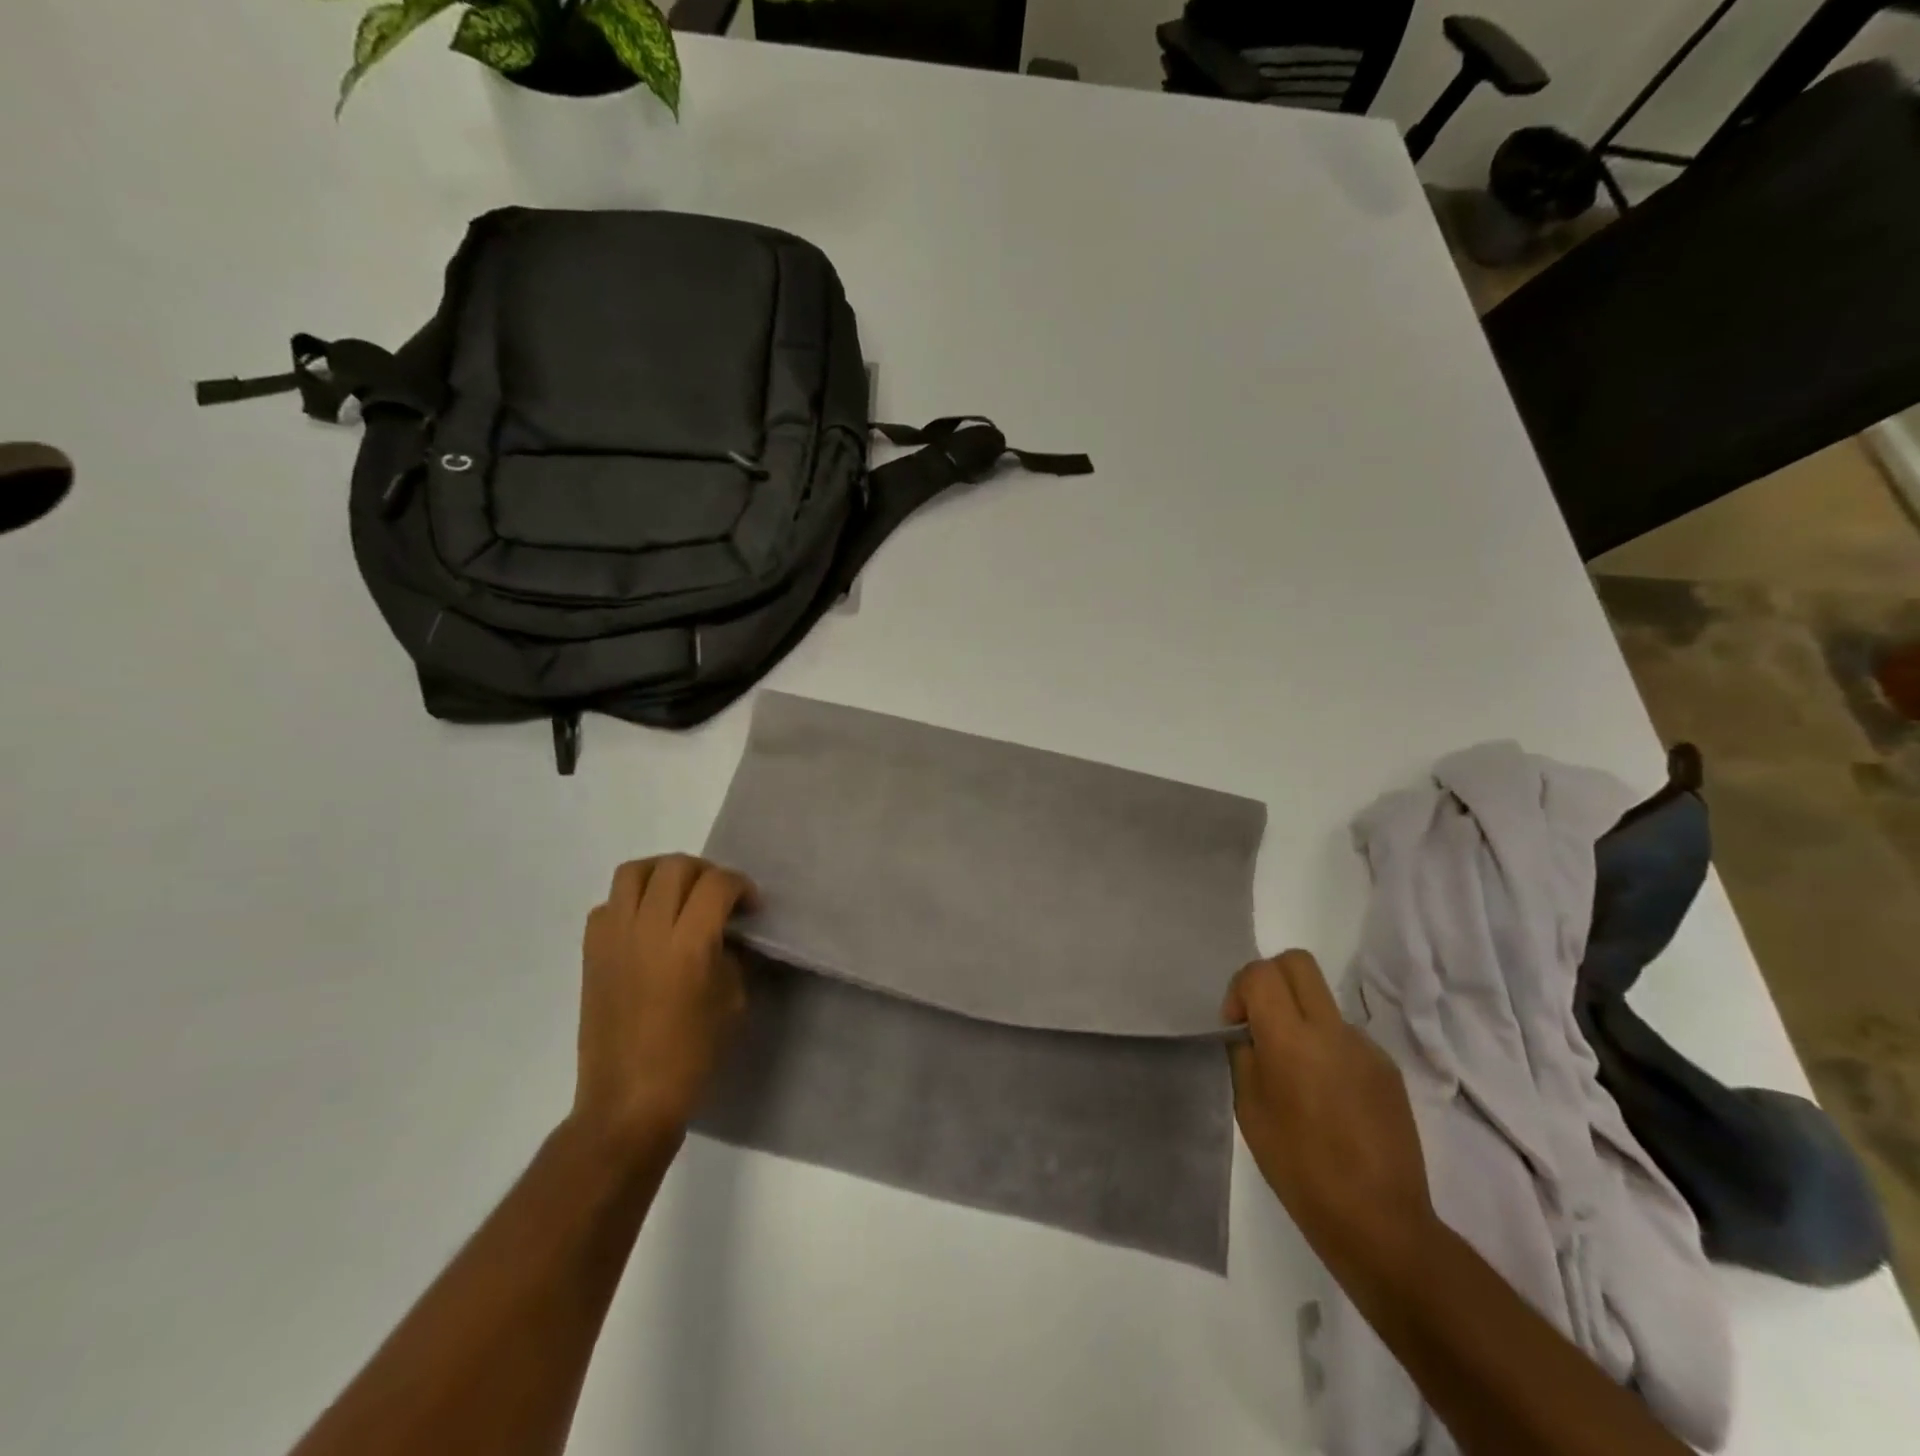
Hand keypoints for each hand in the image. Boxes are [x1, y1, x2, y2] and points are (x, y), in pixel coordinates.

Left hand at [573, 855, 756, 1147]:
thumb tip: (725, 933)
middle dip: (705, 872)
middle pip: (675, 866)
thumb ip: (730, 955)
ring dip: (663, 874)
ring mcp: (613, 938)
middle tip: (719, 897)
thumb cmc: (692, 1055)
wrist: (629, 1100)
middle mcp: (647, 930)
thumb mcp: (732, 1001)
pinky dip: (630, 902)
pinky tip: (647, 926)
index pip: (717, 884)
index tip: (751, 906)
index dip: (741, 886)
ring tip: (680, 896)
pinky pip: (608, 905)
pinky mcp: (591, 953)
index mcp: (688, 944)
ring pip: (634, 872)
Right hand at [1223, 951, 1436, 1281]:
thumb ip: (1246, 1056)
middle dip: (1270, 979)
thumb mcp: (1249, 1109)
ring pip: (1322, 1002)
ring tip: (1297, 1076)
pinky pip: (1346, 1038)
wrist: (1379, 1222)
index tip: (1236, 1026)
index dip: (1240, 990)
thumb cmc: (1299, 1169)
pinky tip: (1328, 1099)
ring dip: (1301, 1018)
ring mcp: (1366, 1048)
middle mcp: (1332, 1031)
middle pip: (1297, 963)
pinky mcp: (1388, 1070)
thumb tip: (1251, 1033)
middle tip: (1261, 1021)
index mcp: (1291, 1040)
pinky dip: (1327, 1050)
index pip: (1261, 973)